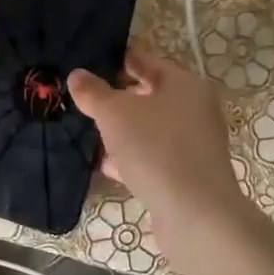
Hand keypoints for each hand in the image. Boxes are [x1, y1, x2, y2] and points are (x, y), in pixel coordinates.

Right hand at [68, 49, 247, 236]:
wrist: (196, 215)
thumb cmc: (156, 149)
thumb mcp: (115, 114)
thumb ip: (93, 92)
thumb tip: (77, 74)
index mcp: (184, 84)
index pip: (145, 60)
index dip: (117, 58)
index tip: (89, 61)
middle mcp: (195, 109)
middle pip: (149, 95)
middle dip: (117, 98)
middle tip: (84, 99)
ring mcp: (194, 144)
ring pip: (150, 128)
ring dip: (123, 131)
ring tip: (91, 132)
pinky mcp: (188, 174)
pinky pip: (154, 156)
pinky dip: (132, 157)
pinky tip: (108, 166)